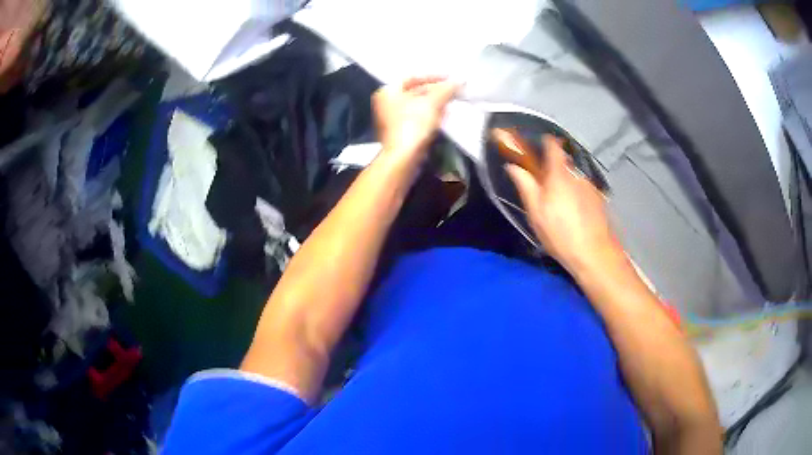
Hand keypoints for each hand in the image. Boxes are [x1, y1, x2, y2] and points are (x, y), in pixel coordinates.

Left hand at [373, 76, 457, 166]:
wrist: (404, 157)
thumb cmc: (414, 124)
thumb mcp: (433, 102)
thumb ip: (446, 89)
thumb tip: (460, 81)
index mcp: (388, 91)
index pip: (412, 77)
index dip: (433, 76)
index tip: (450, 78)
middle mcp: (386, 103)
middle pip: (415, 91)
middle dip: (435, 91)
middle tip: (453, 91)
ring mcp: (392, 119)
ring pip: (417, 106)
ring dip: (435, 103)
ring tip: (452, 102)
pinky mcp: (400, 133)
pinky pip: (417, 118)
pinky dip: (430, 115)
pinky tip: (444, 116)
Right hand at [506, 135, 620, 273]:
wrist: (594, 254)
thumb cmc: (560, 232)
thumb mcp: (536, 212)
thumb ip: (525, 184)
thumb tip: (513, 165)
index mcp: (559, 173)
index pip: (553, 145)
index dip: (543, 143)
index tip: (535, 150)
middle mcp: (577, 174)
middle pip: (563, 164)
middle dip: (552, 173)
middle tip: (544, 193)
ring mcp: (590, 187)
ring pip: (573, 179)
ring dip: (565, 187)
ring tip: (560, 211)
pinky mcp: (598, 200)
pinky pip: (583, 191)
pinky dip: (576, 198)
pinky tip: (574, 218)